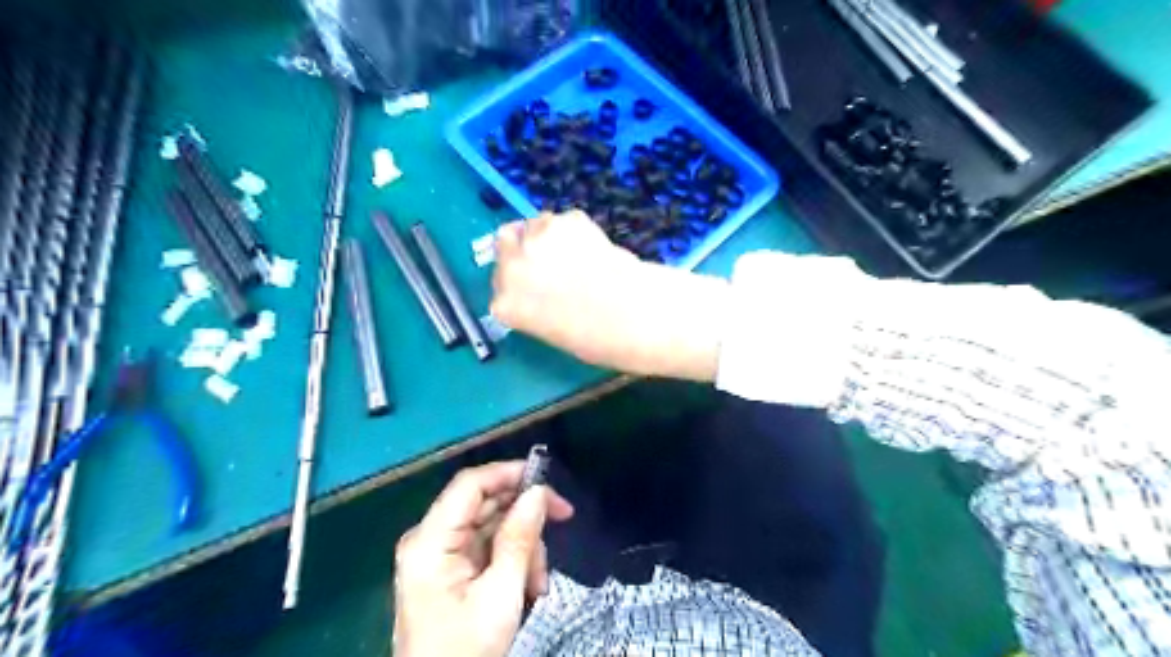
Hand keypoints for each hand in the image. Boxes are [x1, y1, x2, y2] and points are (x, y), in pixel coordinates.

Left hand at [392, 463, 574, 656]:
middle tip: (562, 522)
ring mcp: (439, 554)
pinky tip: (528, 586)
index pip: (470, 485)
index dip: (509, 473)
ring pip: (492, 525)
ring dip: (523, 545)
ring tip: (539, 581)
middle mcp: (430, 539)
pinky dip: (513, 560)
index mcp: (430, 541)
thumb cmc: (467, 651)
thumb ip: (519, 538)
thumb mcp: (501, 595)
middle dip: (524, 517)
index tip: (547, 480)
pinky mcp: (449, 569)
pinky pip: (488, 547)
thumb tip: (538, 492)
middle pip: (484, 503)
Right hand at [490, 209, 729, 379]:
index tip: (534, 286)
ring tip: (577, 254)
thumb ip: (534, 306)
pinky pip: (563, 221)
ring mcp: (537, 239)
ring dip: (546, 236)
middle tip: (548, 259)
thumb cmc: (597, 338)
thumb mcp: (552, 331)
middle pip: (504, 243)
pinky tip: (595, 248)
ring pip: (533, 225)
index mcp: (506, 305)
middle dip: (521, 249)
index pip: (499, 287)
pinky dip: (574, 230)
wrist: (634, 314)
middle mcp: (512, 267)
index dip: (517, 283)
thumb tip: (541, 287)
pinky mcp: (567, 219)